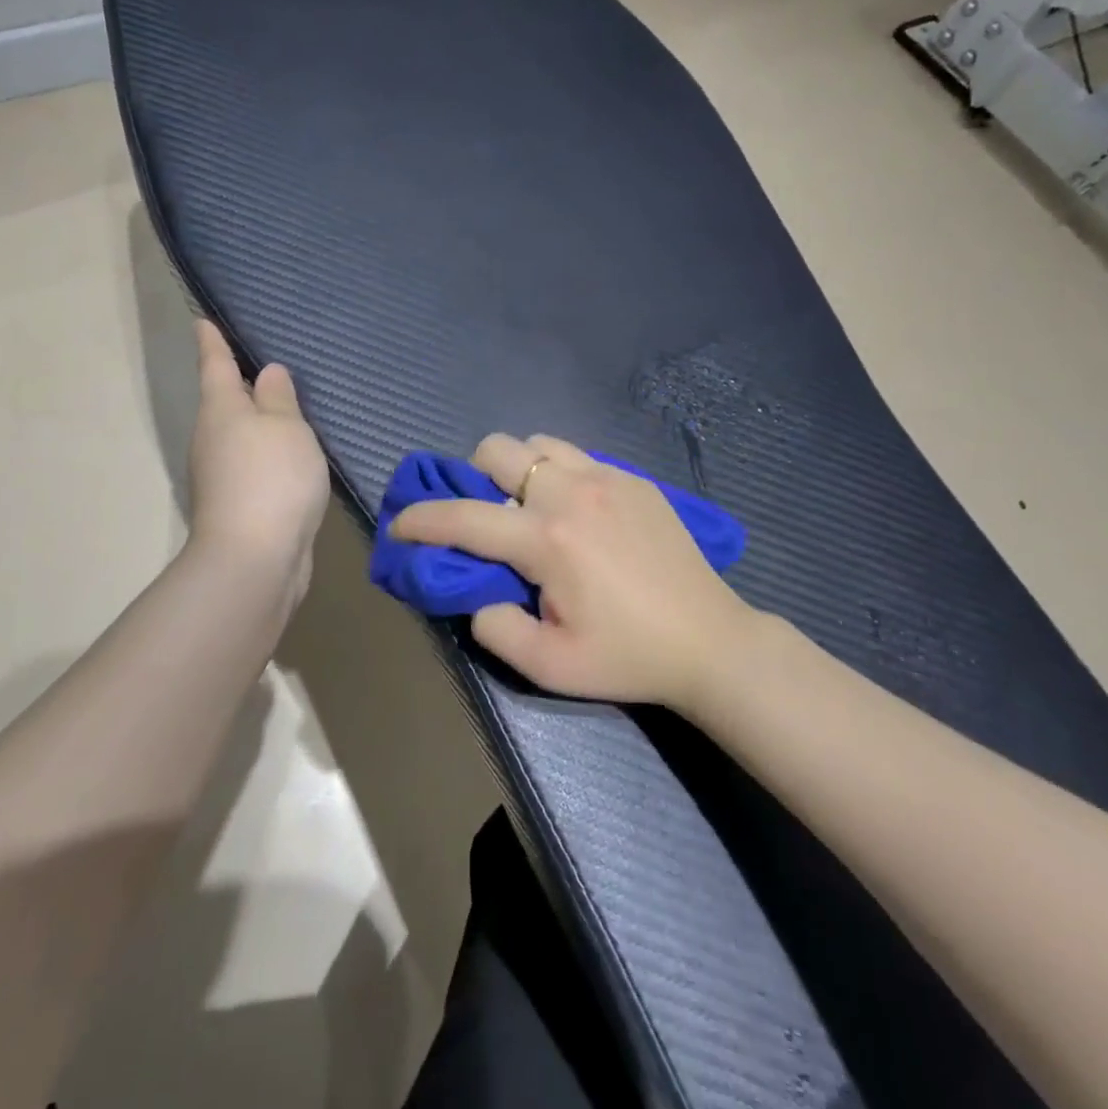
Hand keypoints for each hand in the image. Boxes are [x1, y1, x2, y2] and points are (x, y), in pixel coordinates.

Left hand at [187, 320, 329, 595]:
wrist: (254, 560)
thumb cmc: (272, 478)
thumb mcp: (286, 428)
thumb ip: (280, 398)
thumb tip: (267, 374)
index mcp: (221, 409)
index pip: (215, 364)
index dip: (211, 341)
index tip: (201, 320)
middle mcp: (213, 438)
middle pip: (225, 402)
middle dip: (239, 384)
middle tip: (264, 364)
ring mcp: (221, 475)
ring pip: (240, 436)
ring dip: (258, 423)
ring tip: (287, 410)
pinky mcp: (237, 505)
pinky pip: (254, 466)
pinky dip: (269, 456)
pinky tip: (292, 458)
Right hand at [389, 433, 757, 710]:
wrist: (709, 640)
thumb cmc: (627, 657)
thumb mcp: (549, 665)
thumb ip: (493, 626)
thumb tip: (476, 593)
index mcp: (546, 538)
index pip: (463, 517)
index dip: (420, 519)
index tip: (398, 524)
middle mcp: (571, 492)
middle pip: (497, 449)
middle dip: (474, 477)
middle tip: (486, 517)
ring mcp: (607, 478)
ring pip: (539, 444)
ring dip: (520, 470)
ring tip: (531, 509)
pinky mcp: (634, 479)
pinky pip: (578, 456)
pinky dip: (559, 474)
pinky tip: (577, 513)